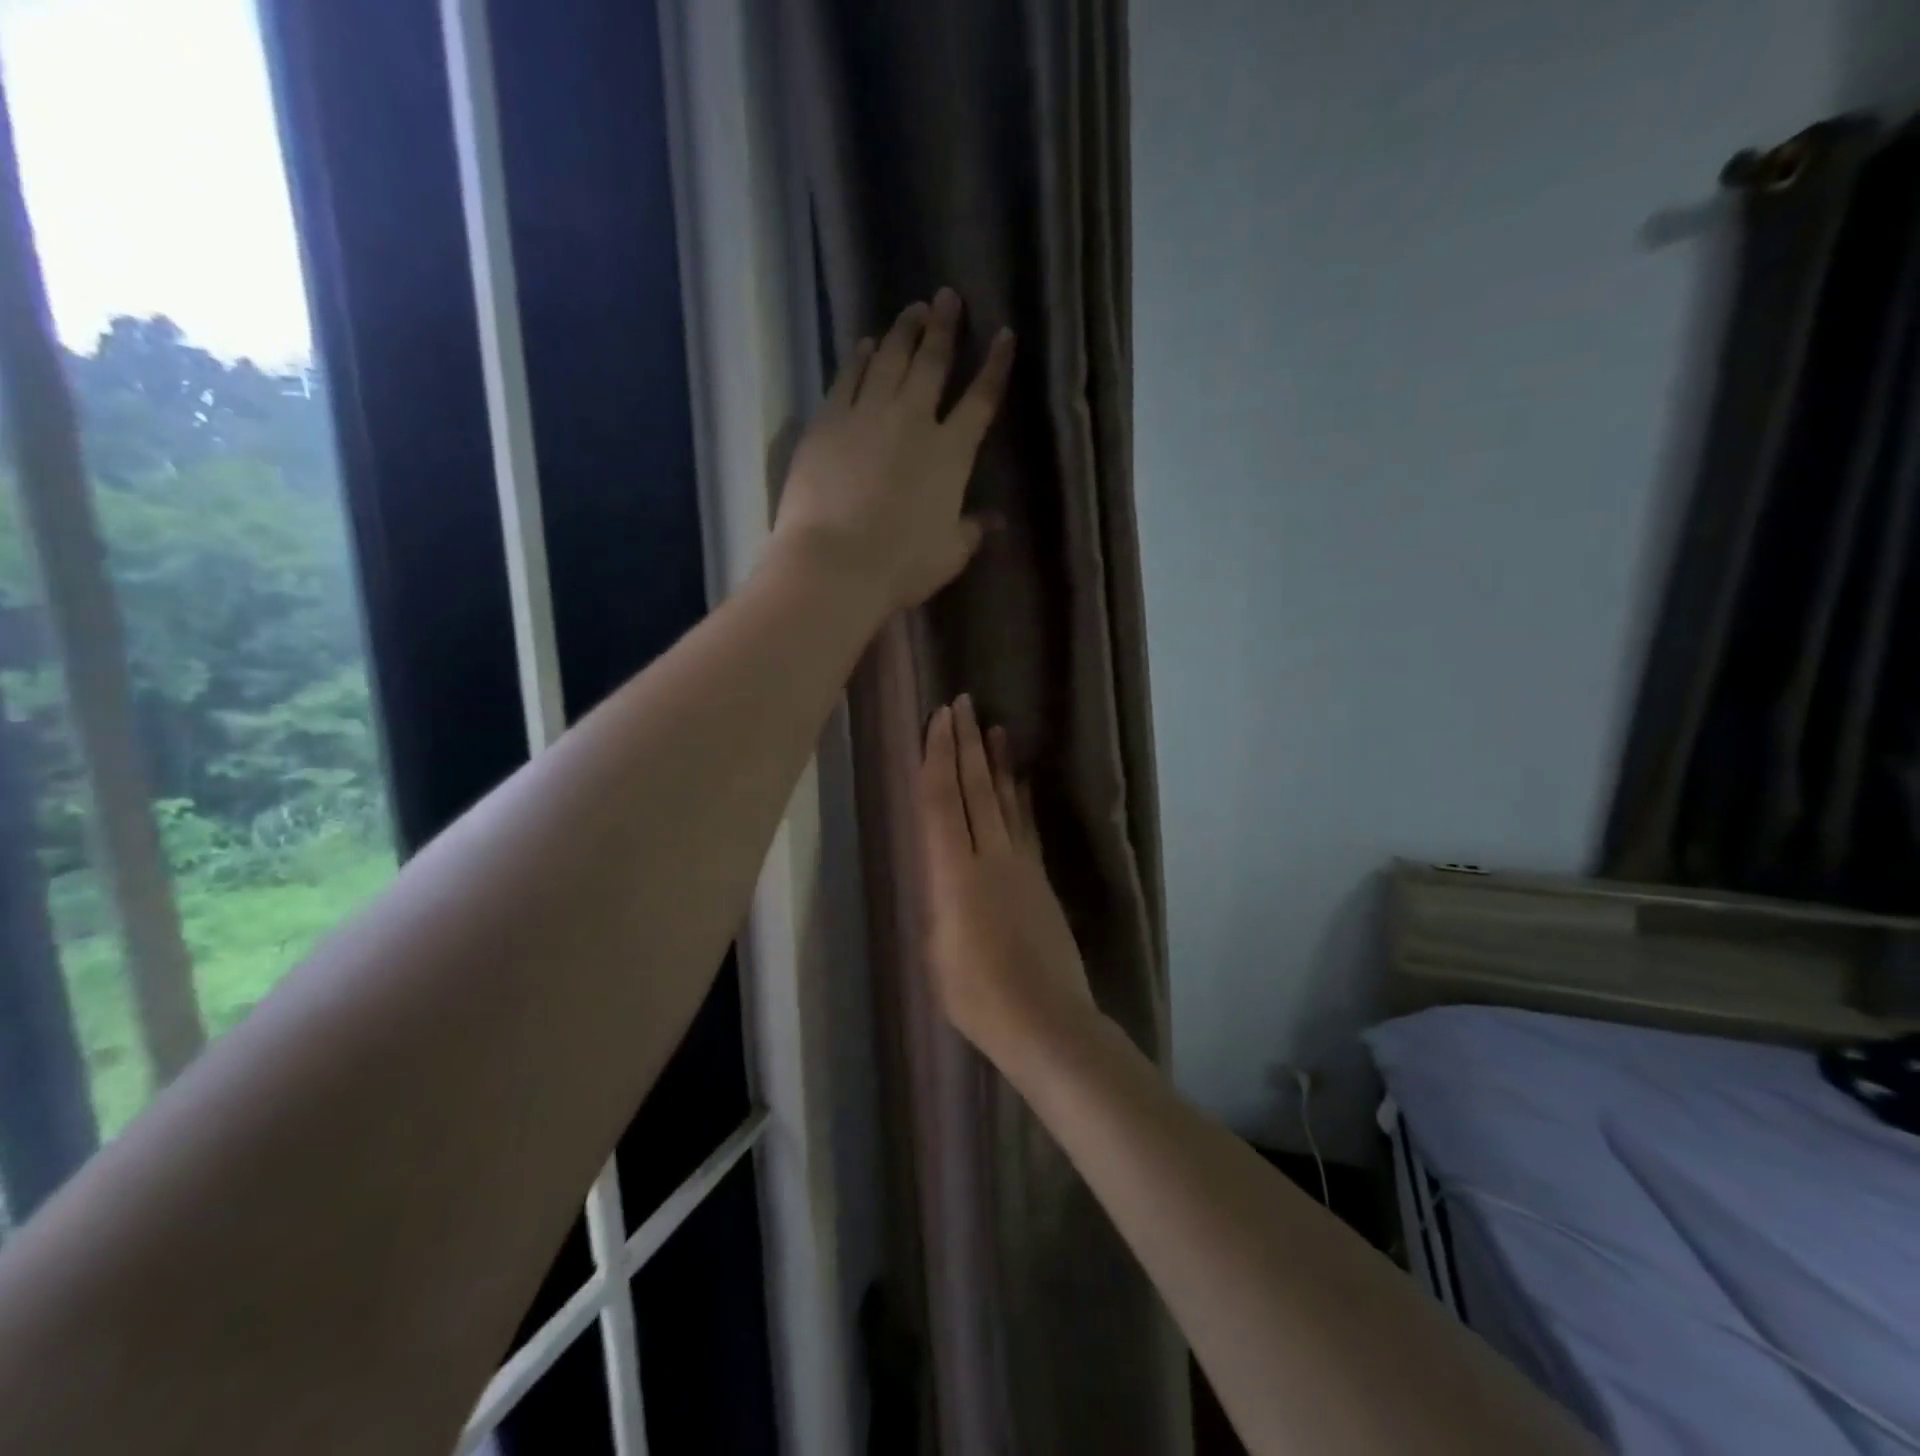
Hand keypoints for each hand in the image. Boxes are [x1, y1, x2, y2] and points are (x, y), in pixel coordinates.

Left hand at [773, 290, 1014, 615]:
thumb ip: (973, 530)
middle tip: (946, 296)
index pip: (980, 400)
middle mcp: (912, 421)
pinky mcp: (827, 422)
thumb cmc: (901, 565)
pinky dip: (858, 357)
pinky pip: (847, 378)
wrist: (834, 564)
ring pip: (889, 360)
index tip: (1003, 334)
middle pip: (932, 363)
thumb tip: (996, 520)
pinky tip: (865, 343)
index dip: (995, 366)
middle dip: (943, 327)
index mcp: (951, 453)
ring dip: (903, 332)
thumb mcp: (950, 553)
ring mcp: (866, 416)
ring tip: (911, 309)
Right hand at [917, 695, 1097, 1070]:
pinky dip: (1022, 798)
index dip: (939, 756)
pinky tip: (1022, 781)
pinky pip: (1027, 826)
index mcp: (953, 874)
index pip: (942, 801)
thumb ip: (939, 903)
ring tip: (995, 727)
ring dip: (998, 761)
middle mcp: (989, 857)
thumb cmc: (976, 996)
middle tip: (963, 702)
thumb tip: (946, 880)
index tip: (939, 719)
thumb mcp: (937, 951)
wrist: (1046, 1020)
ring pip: (1006, 801)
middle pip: (975, 789)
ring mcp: (1021, 866)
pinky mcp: (1041, 880)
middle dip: (967, 743)